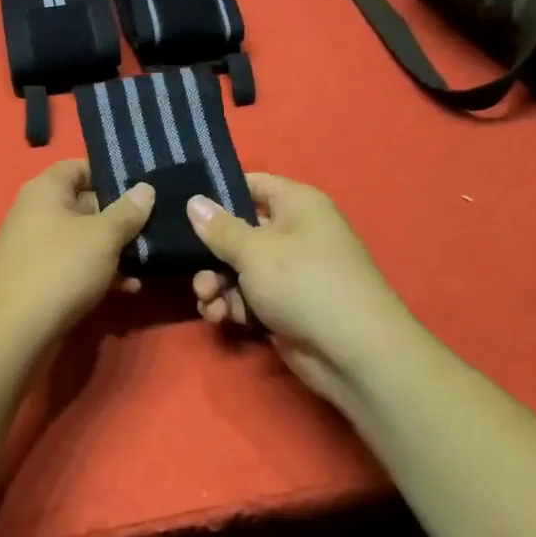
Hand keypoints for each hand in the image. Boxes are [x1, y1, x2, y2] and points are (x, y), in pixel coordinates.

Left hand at [0, 161, 154, 348]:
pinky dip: (99, 271)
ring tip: (148, 258)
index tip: (143, 188)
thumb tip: (145, 188)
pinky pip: (74, 265)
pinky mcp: (38, 277)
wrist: (14, 330)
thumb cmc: (61, 268)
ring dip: (114, 248)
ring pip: (82, 238)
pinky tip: (128, 288)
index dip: (111, 174)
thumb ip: (128, 211)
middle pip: (84, 202)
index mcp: (45, 189)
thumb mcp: (103, 236)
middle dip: (119, 216)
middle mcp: (36, 212)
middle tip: (155, 225)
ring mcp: (35, 246)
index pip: (79, 166)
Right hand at [186, 174, 411, 418]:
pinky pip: (246, 297)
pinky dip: (231, 306)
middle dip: (209, 254)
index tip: (183, 206)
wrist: (352, 352)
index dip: (218, 192)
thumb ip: (219, 228)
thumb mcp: (255, 250)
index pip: (251, 184)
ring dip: (215, 285)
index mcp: (297, 204)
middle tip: (190, 269)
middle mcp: (293, 233)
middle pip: (237, 232)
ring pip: (236, 269)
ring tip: (209, 302)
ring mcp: (289, 272)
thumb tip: (194, 201)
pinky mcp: (283, 306)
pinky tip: (221, 318)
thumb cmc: (304, 283)